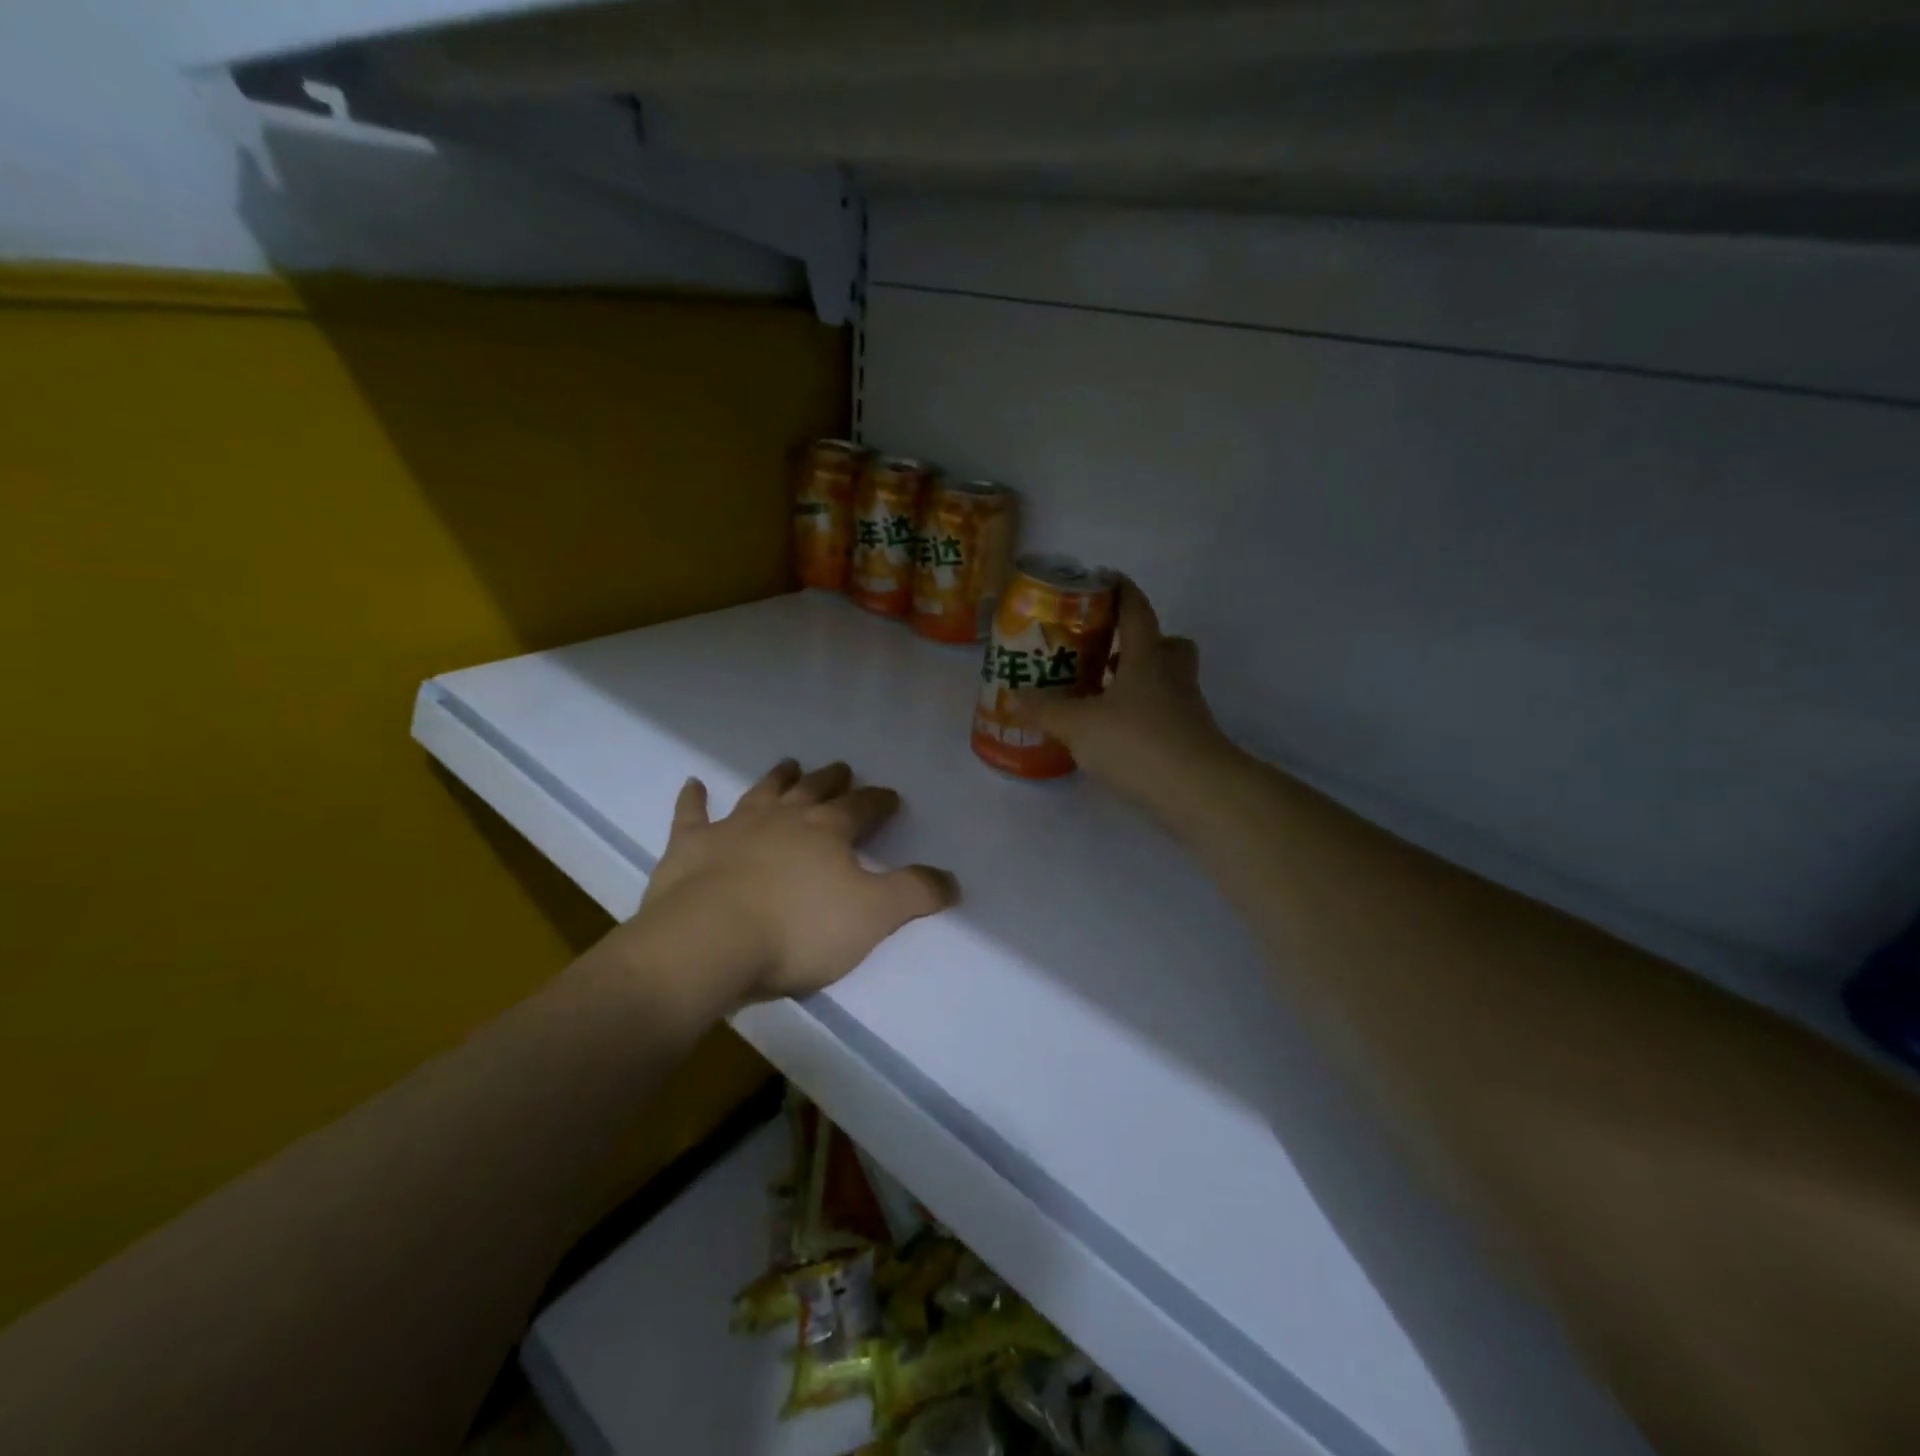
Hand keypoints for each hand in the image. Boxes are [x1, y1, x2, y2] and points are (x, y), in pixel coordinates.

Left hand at [612, 759, 957, 1011]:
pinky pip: (691, 815)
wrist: (710, 941)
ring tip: (788, 764)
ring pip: (761, 793)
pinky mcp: (690, 847)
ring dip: (777, 778)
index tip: (890, 796)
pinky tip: (693, 784)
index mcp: (828, 831)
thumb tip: (952, 879)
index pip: (861, 808)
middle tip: (841, 768)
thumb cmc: (798, 929)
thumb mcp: (873, 916)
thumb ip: (914, 893)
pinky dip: (693, 799)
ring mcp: (733, 828)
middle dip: (831, 779)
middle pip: (813, 791)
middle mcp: (783, 819)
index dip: (879, 801)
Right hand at [1025, 579, 1238, 816]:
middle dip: (1141, 643)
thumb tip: (1014, 696)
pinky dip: (1143, 717)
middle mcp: (1172, 676)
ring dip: (1140, 682)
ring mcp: (1186, 709)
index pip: (1137, 611)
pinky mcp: (1189, 740)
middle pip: (1167, 644)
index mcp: (1147, 658)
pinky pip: (1165, 715)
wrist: (1199, 791)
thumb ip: (1046, 710)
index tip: (1105, 579)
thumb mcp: (1080, 726)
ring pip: (1167, 681)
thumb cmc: (1138, 742)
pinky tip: (1117, 735)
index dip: (1122, 591)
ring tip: (1103, 696)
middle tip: (1108, 652)